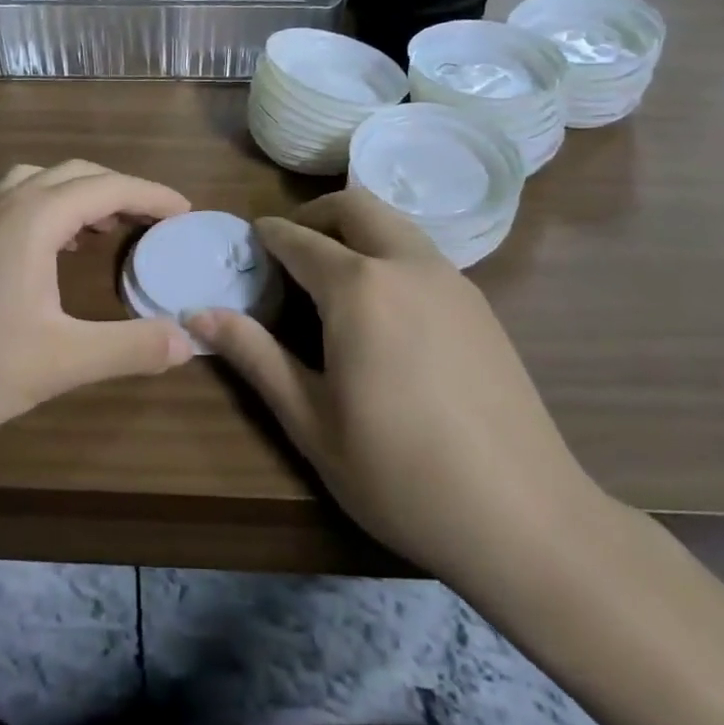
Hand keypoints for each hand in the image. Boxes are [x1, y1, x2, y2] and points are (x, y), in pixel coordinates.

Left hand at [0, 161, 193, 450]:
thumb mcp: (57, 362)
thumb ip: (127, 348)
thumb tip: (189, 339)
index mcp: (34, 219)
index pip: (109, 187)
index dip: (152, 195)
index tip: (186, 212)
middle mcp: (4, 205)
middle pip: (74, 174)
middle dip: (120, 189)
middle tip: (153, 221)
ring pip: (38, 183)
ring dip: (78, 195)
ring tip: (103, 229)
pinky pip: (13, 204)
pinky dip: (47, 211)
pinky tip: (48, 255)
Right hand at [189, 189, 607, 593]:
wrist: (525, 518)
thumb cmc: (400, 475)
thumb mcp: (311, 421)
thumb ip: (254, 356)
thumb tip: (198, 314)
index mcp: (358, 288)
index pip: (299, 239)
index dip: (267, 236)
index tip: (247, 244)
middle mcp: (407, 265)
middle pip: (355, 206)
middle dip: (315, 215)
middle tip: (289, 253)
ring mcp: (452, 281)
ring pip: (395, 223)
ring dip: (356, 230)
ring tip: (331, 278)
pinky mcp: (481, 304)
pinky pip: (422, 253)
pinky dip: (389, 254)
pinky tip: (383, 310)